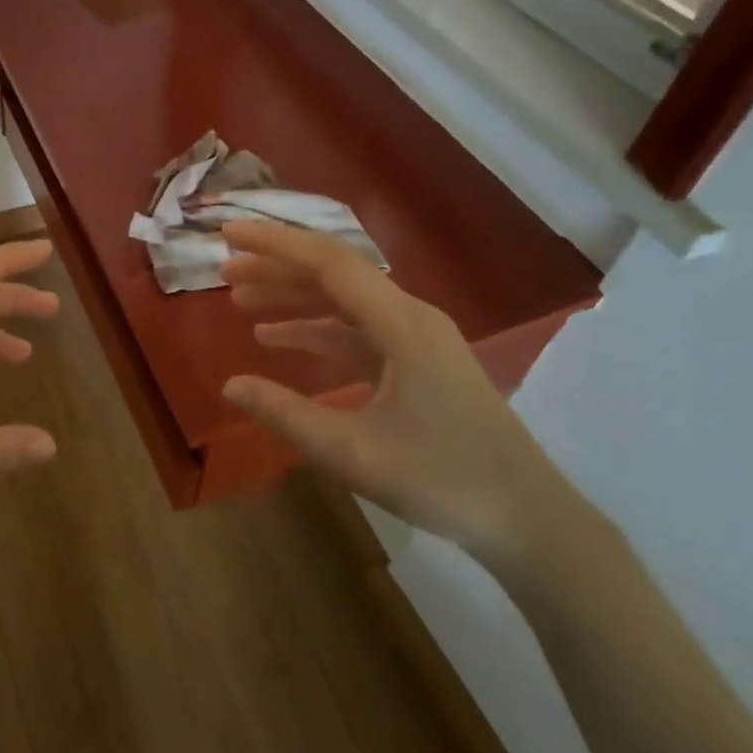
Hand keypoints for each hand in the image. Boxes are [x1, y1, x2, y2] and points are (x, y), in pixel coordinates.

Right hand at [217, 221, 576, 565]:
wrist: (529, 518)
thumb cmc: (444, 480)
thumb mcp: (353, 452)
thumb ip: (287, 414)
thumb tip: (230, 385)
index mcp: (401, 324)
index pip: (328, 262)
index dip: (275, 243)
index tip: (229, 233)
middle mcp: (410, 316)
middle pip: (334, 274)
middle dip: (276, 267)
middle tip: (224, 268)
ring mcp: (416, 339)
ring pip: (343, 302)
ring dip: (293, 297)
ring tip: (240, 300)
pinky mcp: (417, 362)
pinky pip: (356, 332)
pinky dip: (315, 330)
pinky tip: (278, 340)